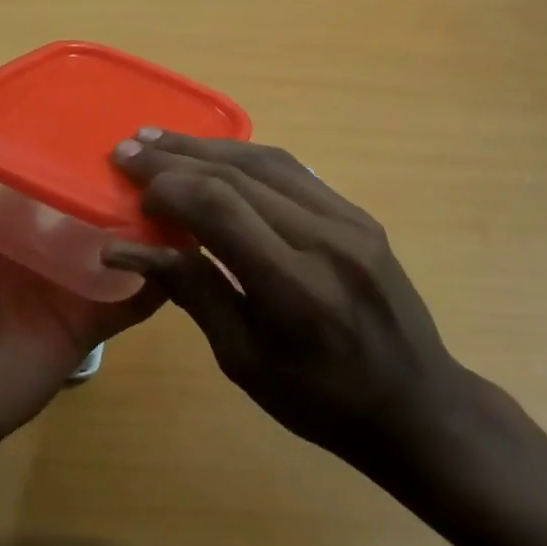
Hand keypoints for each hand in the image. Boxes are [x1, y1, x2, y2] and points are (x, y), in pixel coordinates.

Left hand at [0, 126, 164, 441]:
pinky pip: (137, 294)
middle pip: (90, 205)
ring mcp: (72, 283)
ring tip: (185, 185)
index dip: (71, 147)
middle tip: (158, 149)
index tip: (104, 114)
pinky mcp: (93, 319)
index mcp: (6, 217)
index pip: (47, 172)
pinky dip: (163, 275)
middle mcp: (43, 244)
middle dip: (119, 180)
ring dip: (150, 222)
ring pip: (121, 245)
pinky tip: (190, 244)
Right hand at [103, 130, 488, 487]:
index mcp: (295, 287)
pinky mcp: (357, 212)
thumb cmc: (322, 402)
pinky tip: (213, 154)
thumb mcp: (245, 361)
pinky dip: (242, 156)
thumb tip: (126, 249)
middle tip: (127, 149)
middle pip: (237, 174)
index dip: (168, 188)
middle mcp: (324, 238)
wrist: (419, 405)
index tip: (131, 191)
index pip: (219, 208)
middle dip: (175, 157)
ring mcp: (348, 219)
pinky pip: (291, 169)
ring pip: (264, 160)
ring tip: (159, 140)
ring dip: (205, 146)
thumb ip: (192, 292)